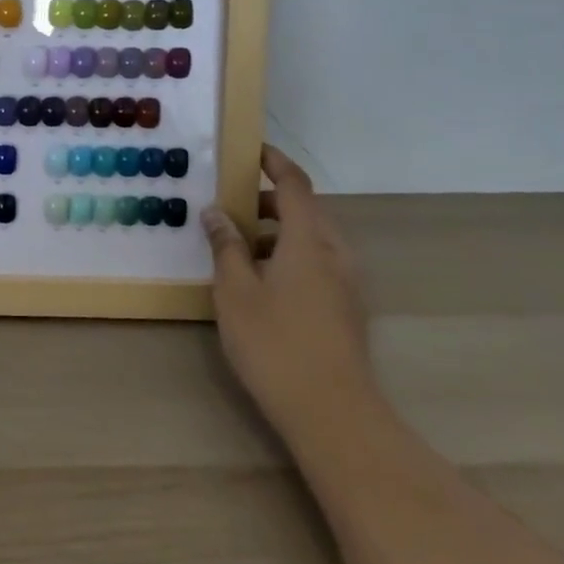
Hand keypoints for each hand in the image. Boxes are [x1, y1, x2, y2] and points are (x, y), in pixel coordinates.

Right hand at [202, 146, 371, 434]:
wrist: (333, 413)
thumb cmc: (275, 343)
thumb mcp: (235, 291)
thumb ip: (225, 246)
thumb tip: (216, 212)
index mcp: (308, 241)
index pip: (294, 185)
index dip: (274, 162)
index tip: (251, 150)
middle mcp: (334, 254)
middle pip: (304, 211)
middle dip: (267, 202)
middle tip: (229, 207)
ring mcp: (346, 283)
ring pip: (310, 240)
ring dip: (276, 233)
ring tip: (236, 249)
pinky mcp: (346, 309)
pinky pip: (316, 264)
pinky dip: (288, 256)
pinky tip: (259, 283)